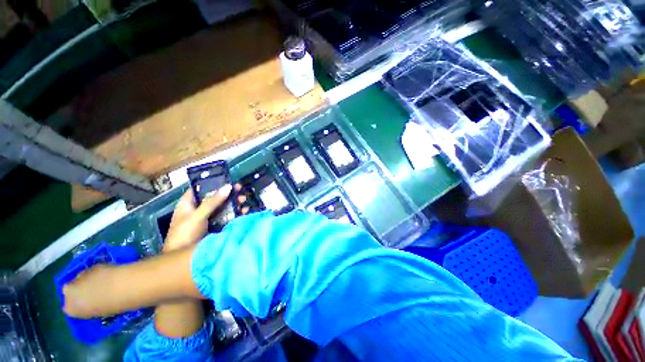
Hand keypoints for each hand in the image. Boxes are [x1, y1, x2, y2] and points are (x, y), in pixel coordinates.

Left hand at [164, 184, 247, 251]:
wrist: (186, 261)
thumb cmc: (185, 235)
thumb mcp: (197, 216)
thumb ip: (212, 202)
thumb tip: (228, 187)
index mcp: (188, 204)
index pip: (199, 189)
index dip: (212, 183)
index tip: (226, 179)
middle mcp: (199, 209)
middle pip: (215, 197)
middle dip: (228, 193)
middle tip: (240, 189)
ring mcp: (209, 218)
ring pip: (223, 207)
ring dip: (234, 203)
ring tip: (244, 200)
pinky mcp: (217, 226)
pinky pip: (228, 217)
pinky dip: (236, 213)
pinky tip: (244, 210)